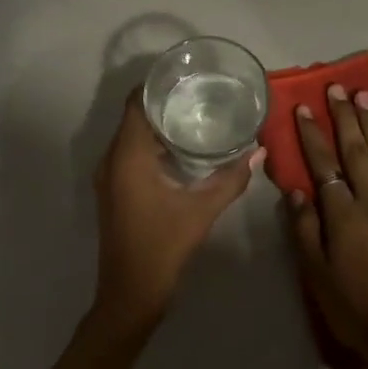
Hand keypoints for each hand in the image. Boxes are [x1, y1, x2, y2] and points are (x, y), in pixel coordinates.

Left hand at [92, 89, 261, 329]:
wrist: (130, 293)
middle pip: (134, 116)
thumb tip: (259, 150)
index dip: (158, 84)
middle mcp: (111, 160)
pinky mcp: (113, 191)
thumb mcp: (202, 211)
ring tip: (195, 114)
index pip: (137, 103)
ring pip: (131, 136)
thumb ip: (231, 179)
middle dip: (163, 102)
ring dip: (158, 124)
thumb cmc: (163, 247)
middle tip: (200, 92)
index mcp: (127, 156)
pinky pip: (130, 154)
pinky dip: (151, 145)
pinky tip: (181, 149)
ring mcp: (108, 177)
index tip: (187, 75)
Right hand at [285, 85, 367, 368]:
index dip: (312, 136)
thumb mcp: (316, 273)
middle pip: (357, 151)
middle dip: (345, 118)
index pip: (324, 165)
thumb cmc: (351, 306)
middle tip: (337, 89)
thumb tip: (296, 190)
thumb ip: (305, 228)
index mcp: (342, 216)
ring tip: (364, 97)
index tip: (303, 109)